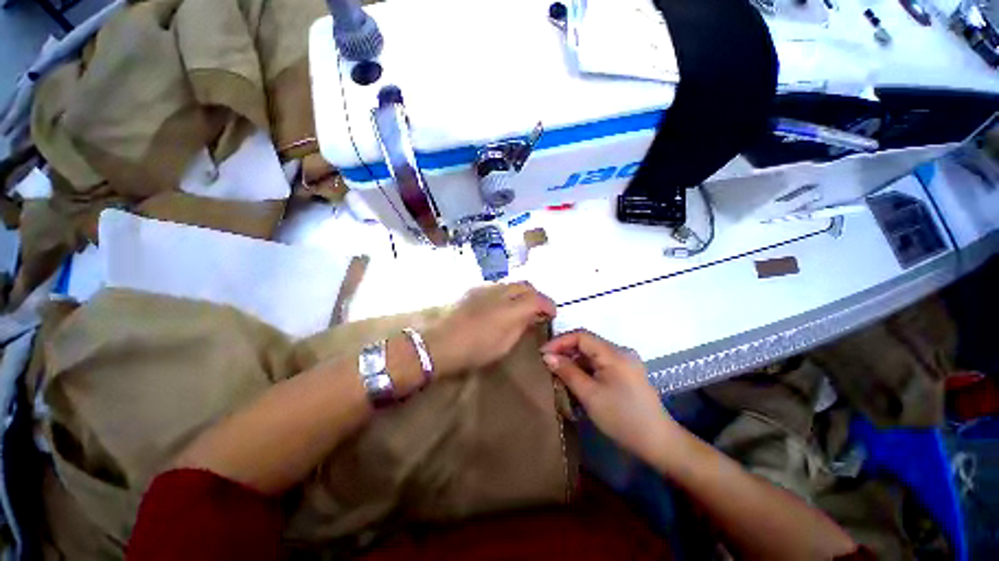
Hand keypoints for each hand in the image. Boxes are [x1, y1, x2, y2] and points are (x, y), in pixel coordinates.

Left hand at [426, 283, 555, 376]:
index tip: (552, 314)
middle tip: (538, 309)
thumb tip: (532, 316)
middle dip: (536, 295)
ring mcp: (487, 288)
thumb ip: (521, 326)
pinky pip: (499, 286)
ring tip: (521, 306)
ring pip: (512, 283)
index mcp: (511, 309)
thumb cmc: (475, 349)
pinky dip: (508, 293)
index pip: (537, 299)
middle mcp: (501, 292)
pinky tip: (502, 305)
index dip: (548, 305)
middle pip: (526, 285)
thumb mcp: (504, 344)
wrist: (442, 342)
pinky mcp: (475, 289)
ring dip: (522, 293)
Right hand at [541, 330, 675, 462]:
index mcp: (614, 353)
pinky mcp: (626, 373)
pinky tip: (576, 380)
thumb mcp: (590, 395)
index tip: (542, 353)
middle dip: (565, 351)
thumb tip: (547, 356)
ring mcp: (625, 362)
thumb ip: (567, 371)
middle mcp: (620, 352)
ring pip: (592, 354)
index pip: (581, 335)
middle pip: (587, 343)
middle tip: (547, 363)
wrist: (658, 442)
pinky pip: (600, 363)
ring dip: (574, 361)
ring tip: (558, 372)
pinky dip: (585, 369)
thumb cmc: (622, 418)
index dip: (560, 341)